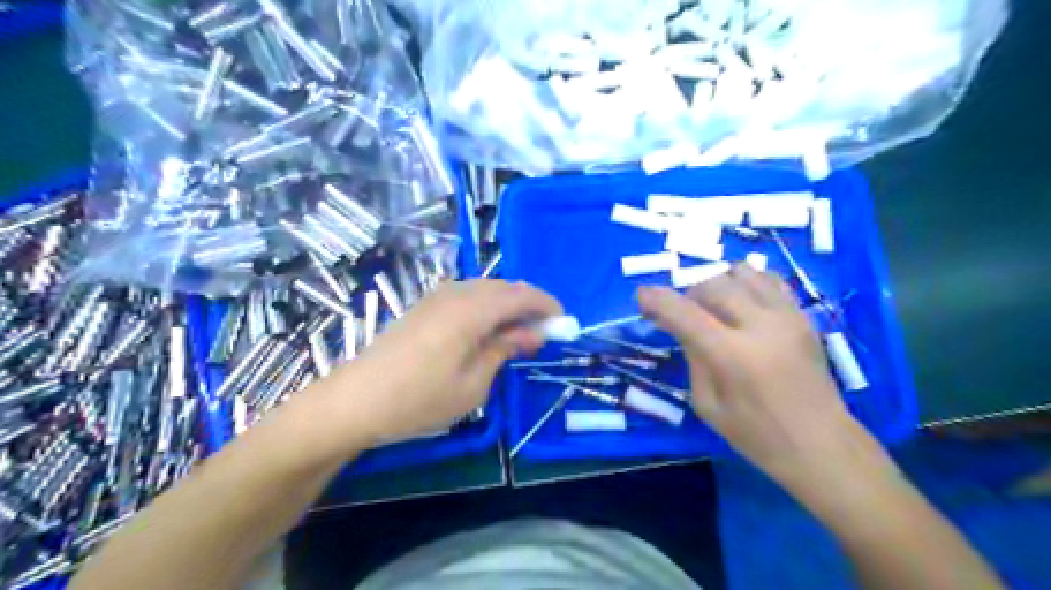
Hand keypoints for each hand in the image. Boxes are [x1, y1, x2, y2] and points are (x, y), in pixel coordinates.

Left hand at [329, 279, 561, 445]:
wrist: (356, 400)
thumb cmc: (419, 399)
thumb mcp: (473, 384)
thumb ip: (504, 350)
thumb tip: (533, 333)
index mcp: (472, 310)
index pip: (521, 295)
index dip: (546, 305)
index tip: (563, 322)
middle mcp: (456, 293)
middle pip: (504, 287)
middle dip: (529, 304)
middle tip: (543, 331)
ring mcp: (437, 296)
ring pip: (485, 289)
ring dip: (507, 305)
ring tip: (518, 333)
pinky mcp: (424, 305)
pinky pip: (467, 296)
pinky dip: (487, 307)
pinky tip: (487, 330)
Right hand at [636, 264, 866, 486]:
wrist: (822, 444)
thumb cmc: (757, 435)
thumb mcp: (707, 405)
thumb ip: (692, 359)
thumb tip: (682, 327)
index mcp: (732, 356)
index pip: (684, 313)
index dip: (657, 300)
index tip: (641, 297)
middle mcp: (760, 326)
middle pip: (712, 284)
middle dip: (687, 295)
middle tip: (682, 315)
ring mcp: (786, 316)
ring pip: (741, 273)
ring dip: (717, 285)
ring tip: (714, 308)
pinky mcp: (802, 315)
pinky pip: (768, 279)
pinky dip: (746, 283)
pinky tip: (741, 303)